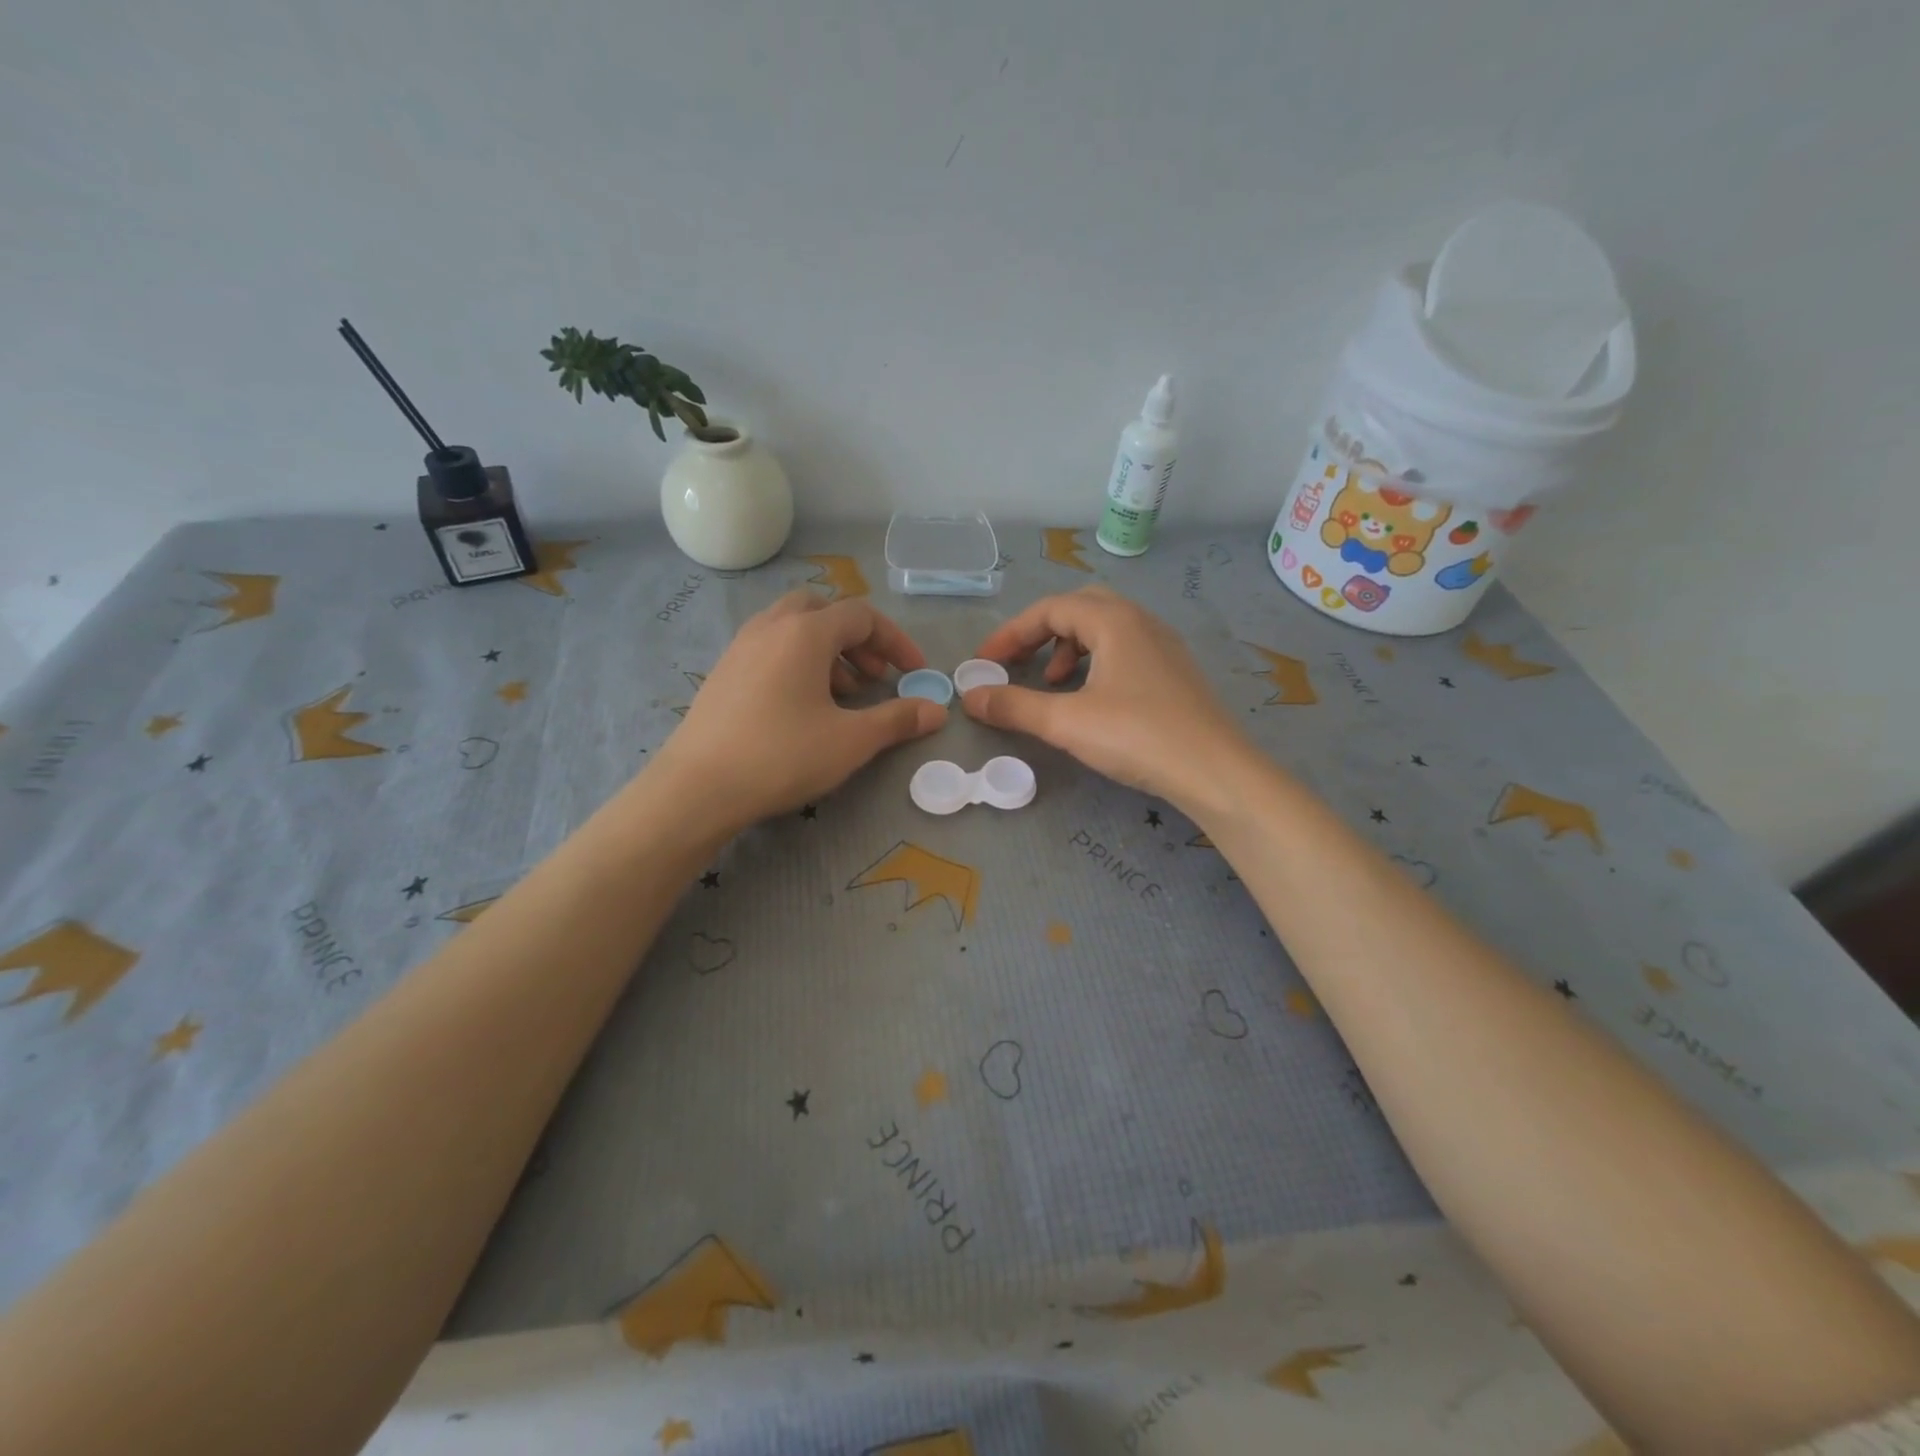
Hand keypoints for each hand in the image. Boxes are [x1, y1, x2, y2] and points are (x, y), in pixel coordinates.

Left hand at [653, 592, 944, 830]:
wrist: (697, 788)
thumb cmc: (782, 756)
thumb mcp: (851, 740)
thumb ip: (897, 719)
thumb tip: (937, 710)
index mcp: (805, 632)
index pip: (862, 616)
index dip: (895, 642)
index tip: (914, 673)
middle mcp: (771, 626)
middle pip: (824, 610)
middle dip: (857, 639)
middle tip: (872, 677)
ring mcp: (741, 646)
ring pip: (794, 628)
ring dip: (827, 651)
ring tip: (842, 695)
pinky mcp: (724, 671)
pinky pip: (771, 648)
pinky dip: (798, 662)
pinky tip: (802, 706)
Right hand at [961, 586, 1254, 812]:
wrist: (1215, 771)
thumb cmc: (1138, 736)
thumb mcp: (1067, 722)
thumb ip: (1014, 706)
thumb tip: (970, 696)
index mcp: (1114, 621)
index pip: (1050, 609)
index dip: (1010, 634)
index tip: (984, 663)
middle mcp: (1141, 621)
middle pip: (1079, 608)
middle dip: (1041, 633)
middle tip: (1019, 663)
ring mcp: (1163, 646)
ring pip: (1104, 629)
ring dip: (1069, 648)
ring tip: (1053, 684)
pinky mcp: (1174, 672)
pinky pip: (1124, 650)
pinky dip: (1095, 663)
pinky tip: (1091, 699)